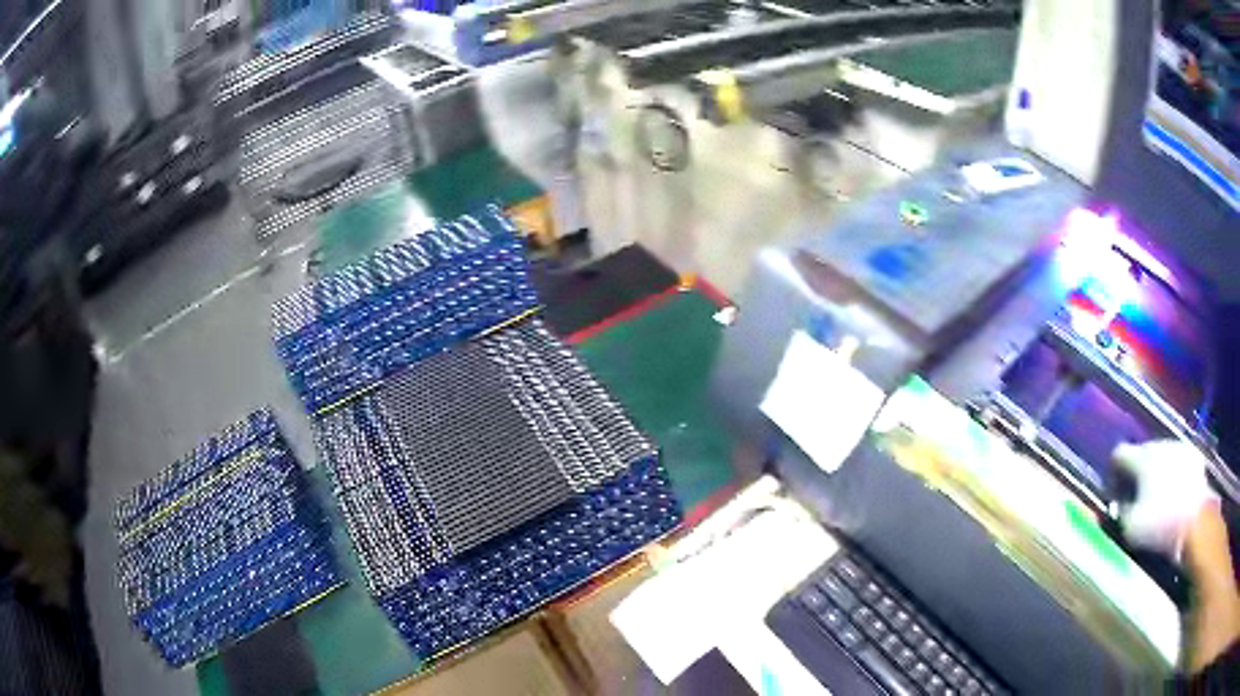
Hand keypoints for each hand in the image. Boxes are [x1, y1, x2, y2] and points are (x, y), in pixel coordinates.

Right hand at [1112, 440, 1217, 558]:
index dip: (1114, 470)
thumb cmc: (1160, 525)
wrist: (1195, 521)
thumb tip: (1119, 505)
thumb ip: (1121, 511)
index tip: (1115, 488)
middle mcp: (1159, 445)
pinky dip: (1174, 474)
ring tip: (1157, 495)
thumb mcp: (1130, 528)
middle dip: (1138, 470)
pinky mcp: (1194, 456)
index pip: (1119, 453)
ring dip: (1157, 471)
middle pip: (1143, 452)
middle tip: (1136, 494)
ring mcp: (1179, 448)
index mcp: (1141, 459)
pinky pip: (1178, 461)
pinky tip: (1174, 492)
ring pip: (1162, 455)